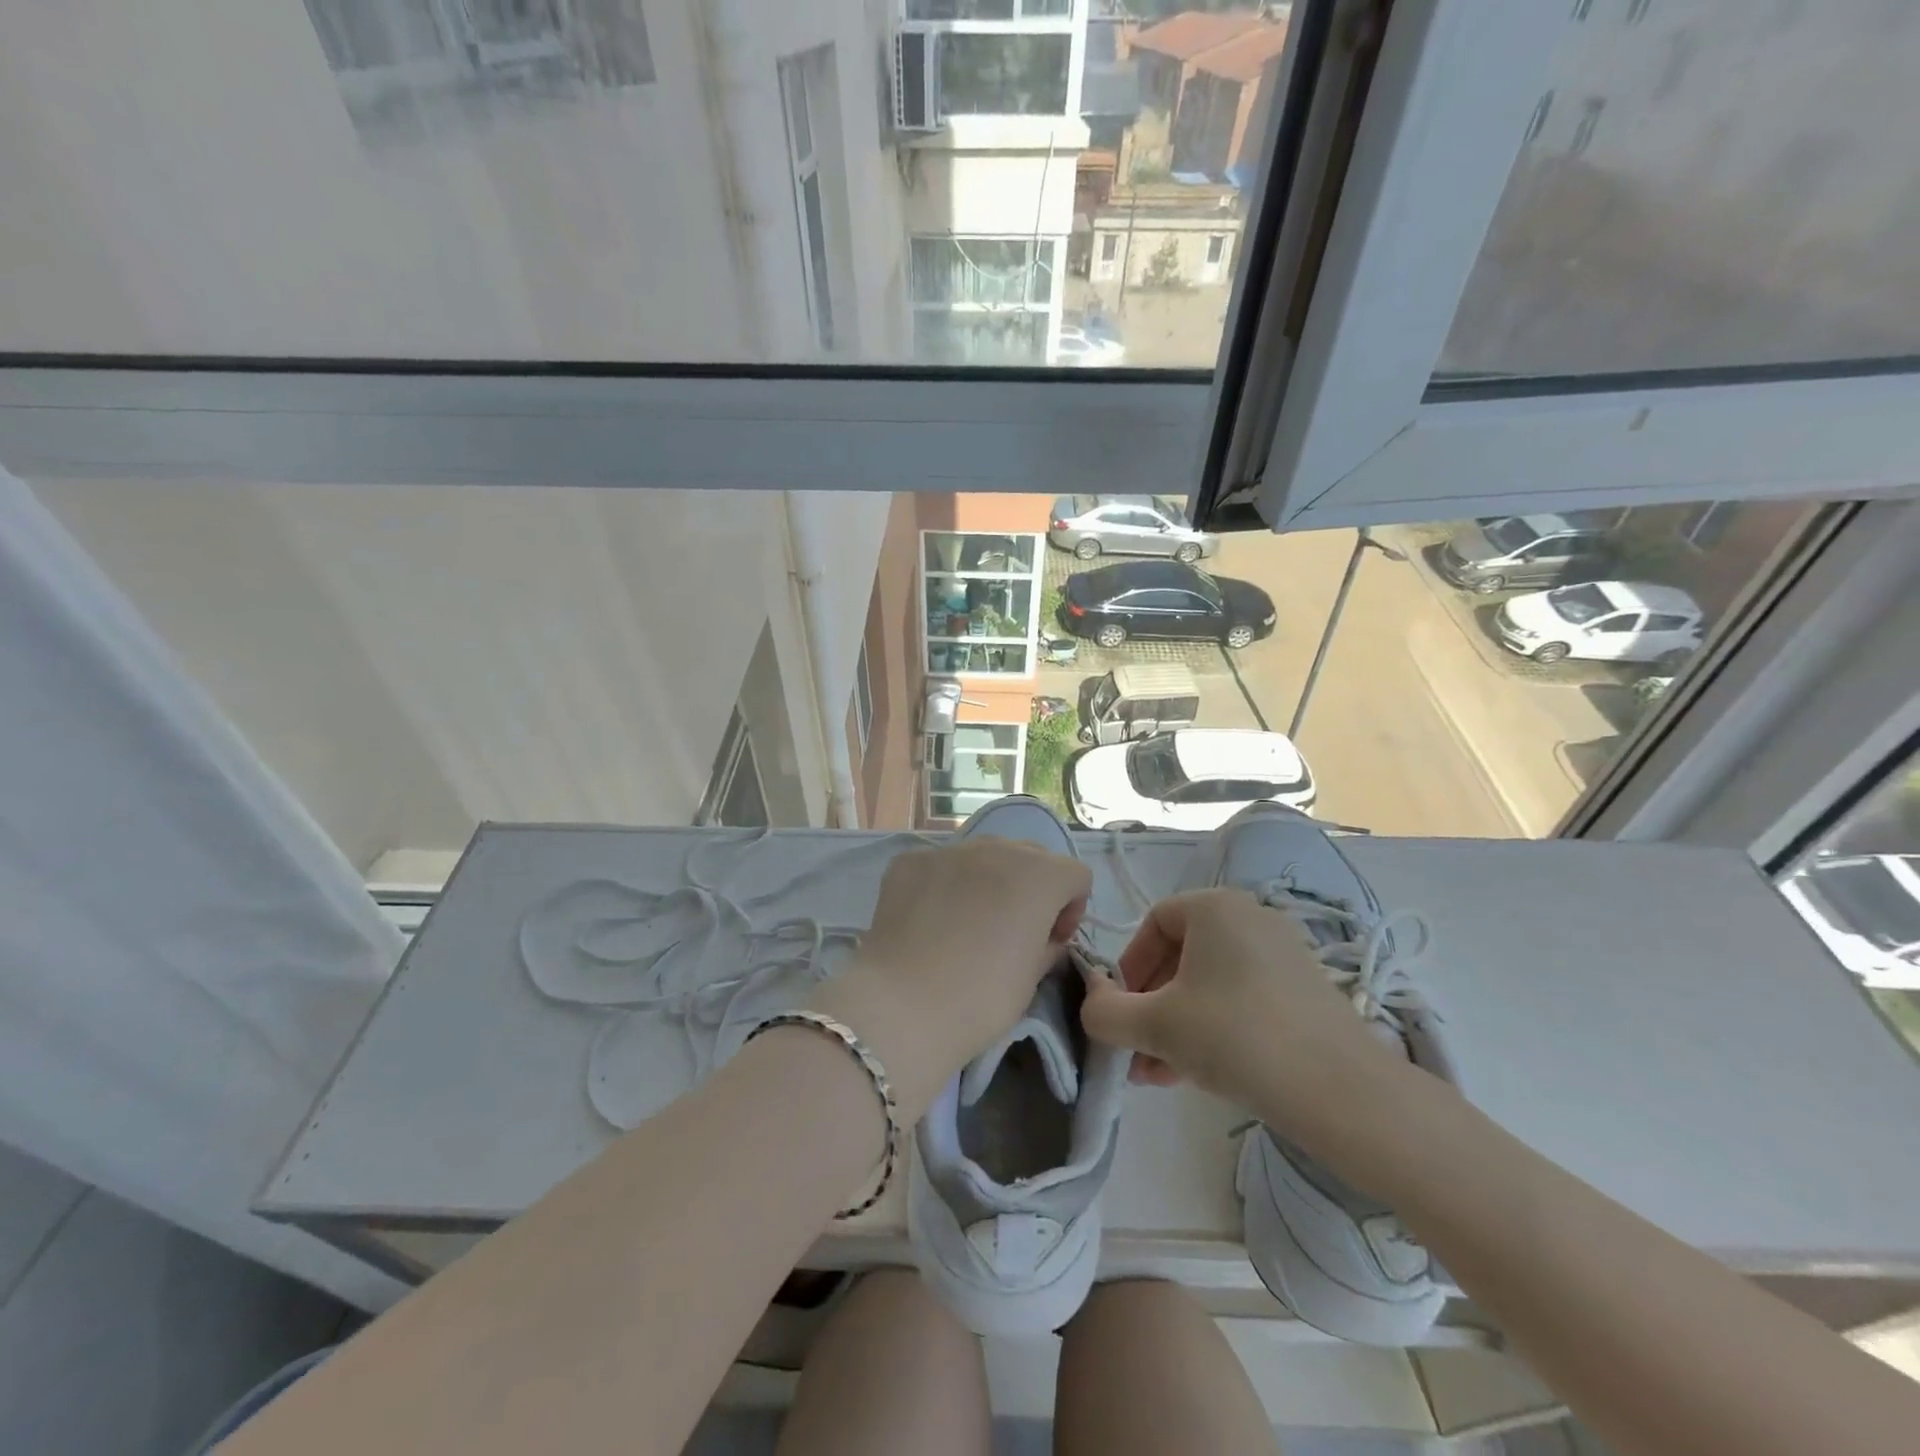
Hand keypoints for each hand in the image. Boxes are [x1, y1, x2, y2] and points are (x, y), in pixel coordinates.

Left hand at [810, 839, 1090, 1121]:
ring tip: (967, 922)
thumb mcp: (1032, 978)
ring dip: (988, 880)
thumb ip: (1047, 945)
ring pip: (983, 855)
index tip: (1051, 940)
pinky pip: (940, 865)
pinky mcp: (909, 861)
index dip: (1071, 908)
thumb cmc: (981, 997)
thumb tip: (1045, 937)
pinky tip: (930, 921)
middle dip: (1031, 887)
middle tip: (1013, 929)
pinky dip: (944, 885)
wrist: (902, 1005)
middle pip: (1030, 856)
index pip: (1074, 876)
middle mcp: (997, 848)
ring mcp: (949, 850)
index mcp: (1039, 875)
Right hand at [1079, 889, 1417, 1166]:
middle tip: (1137, 1051)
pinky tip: (1200, 1073)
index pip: (1153, 923)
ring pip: (1209, 984)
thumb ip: (1106, 1012)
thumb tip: (1092, 1003)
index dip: (1128, 966)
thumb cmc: (1235, 1037)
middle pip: (1181, 956)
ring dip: (1177, 1024)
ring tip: (1160, 1074)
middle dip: (1150, 1006)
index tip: (1121, 1010)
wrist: (1341, 1091)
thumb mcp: (1154, 1025)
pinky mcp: (1304, 992)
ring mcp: (1283, 955)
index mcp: (1215, 907)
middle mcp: (1250, 918)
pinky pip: (1242, 999)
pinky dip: (1214, 1028)